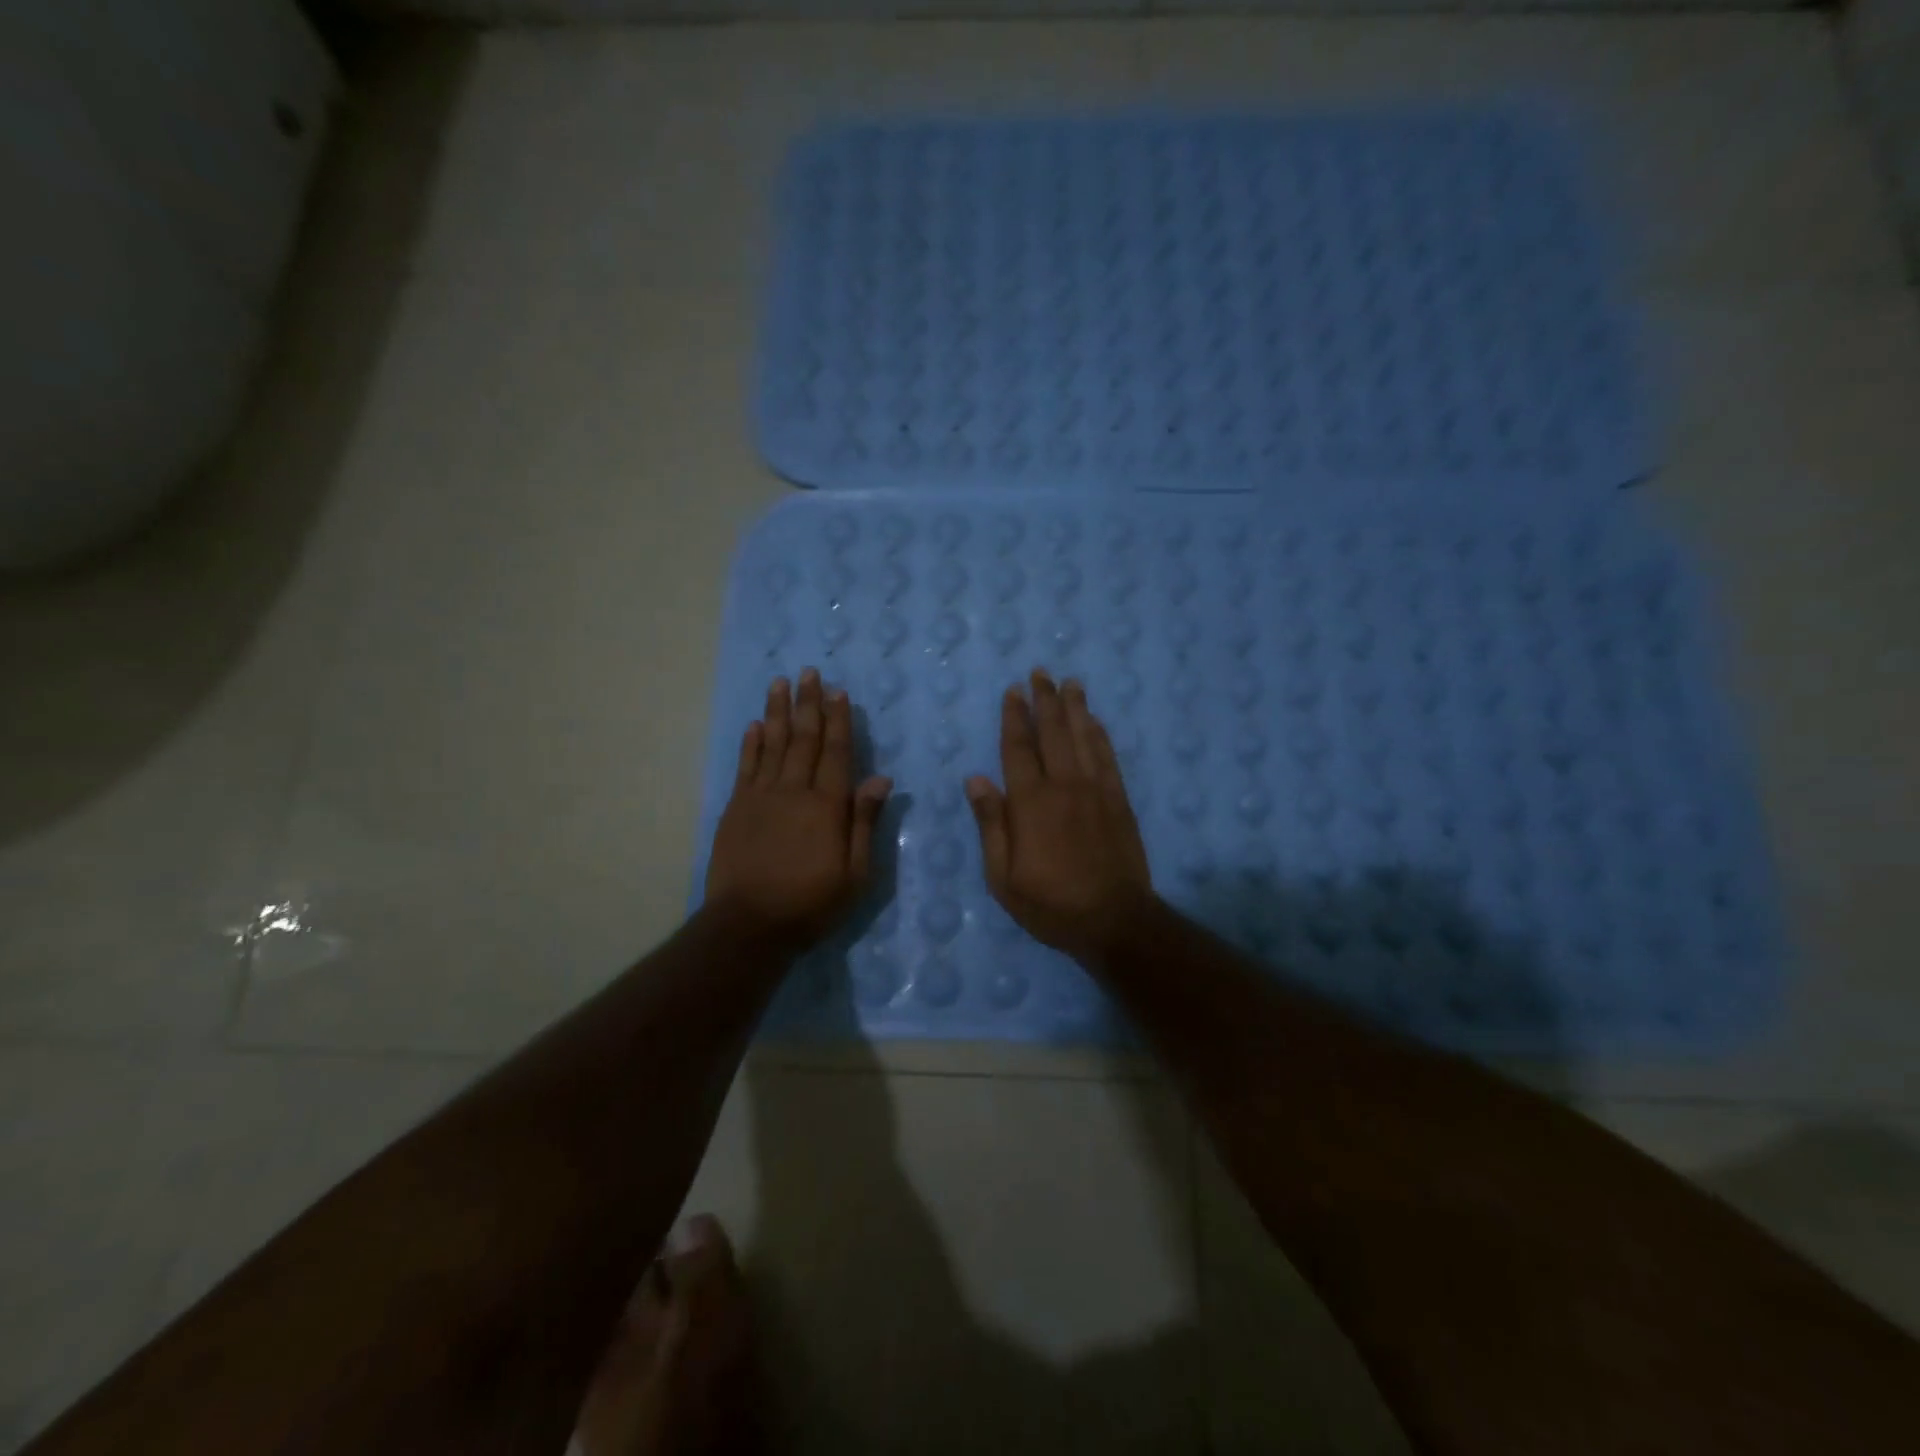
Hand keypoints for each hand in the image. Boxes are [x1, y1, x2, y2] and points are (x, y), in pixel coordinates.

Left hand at [705, 669, 890, 951]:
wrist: (749, 925)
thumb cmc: (811, 903)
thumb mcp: (855, 873)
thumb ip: (865, 822)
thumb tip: (881, 779)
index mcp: (827, 806)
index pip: (836, 752)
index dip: (838, 720)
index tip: (838, 691)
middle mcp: (794, 791)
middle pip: (803, 739)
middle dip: (808, 703)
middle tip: (809, 672)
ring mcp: (761, 797)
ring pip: (772, 744)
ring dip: (777, 712)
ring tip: (780, 682)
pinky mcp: (736, 809)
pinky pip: (746, 767)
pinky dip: (751, 743)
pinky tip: (755, 725)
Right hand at [966, 670, 1154, 964]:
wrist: (1114, 919)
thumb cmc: (1050, 903)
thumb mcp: (1003, 876)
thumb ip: (991, 824)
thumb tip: (976, 779)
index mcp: (1031, 803)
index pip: (1018, 748)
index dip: (1014, 717)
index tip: (1013, 691)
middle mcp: (1064, 786)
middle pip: (1053, 732)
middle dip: (1045, 700)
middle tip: (1041, 672)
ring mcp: (1096, 790)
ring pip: (1083, 737)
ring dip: (1075, 707)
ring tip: (1070, 682)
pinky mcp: (1119, 800)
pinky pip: (1108, 757)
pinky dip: (1100, 734)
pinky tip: (1095, 720)